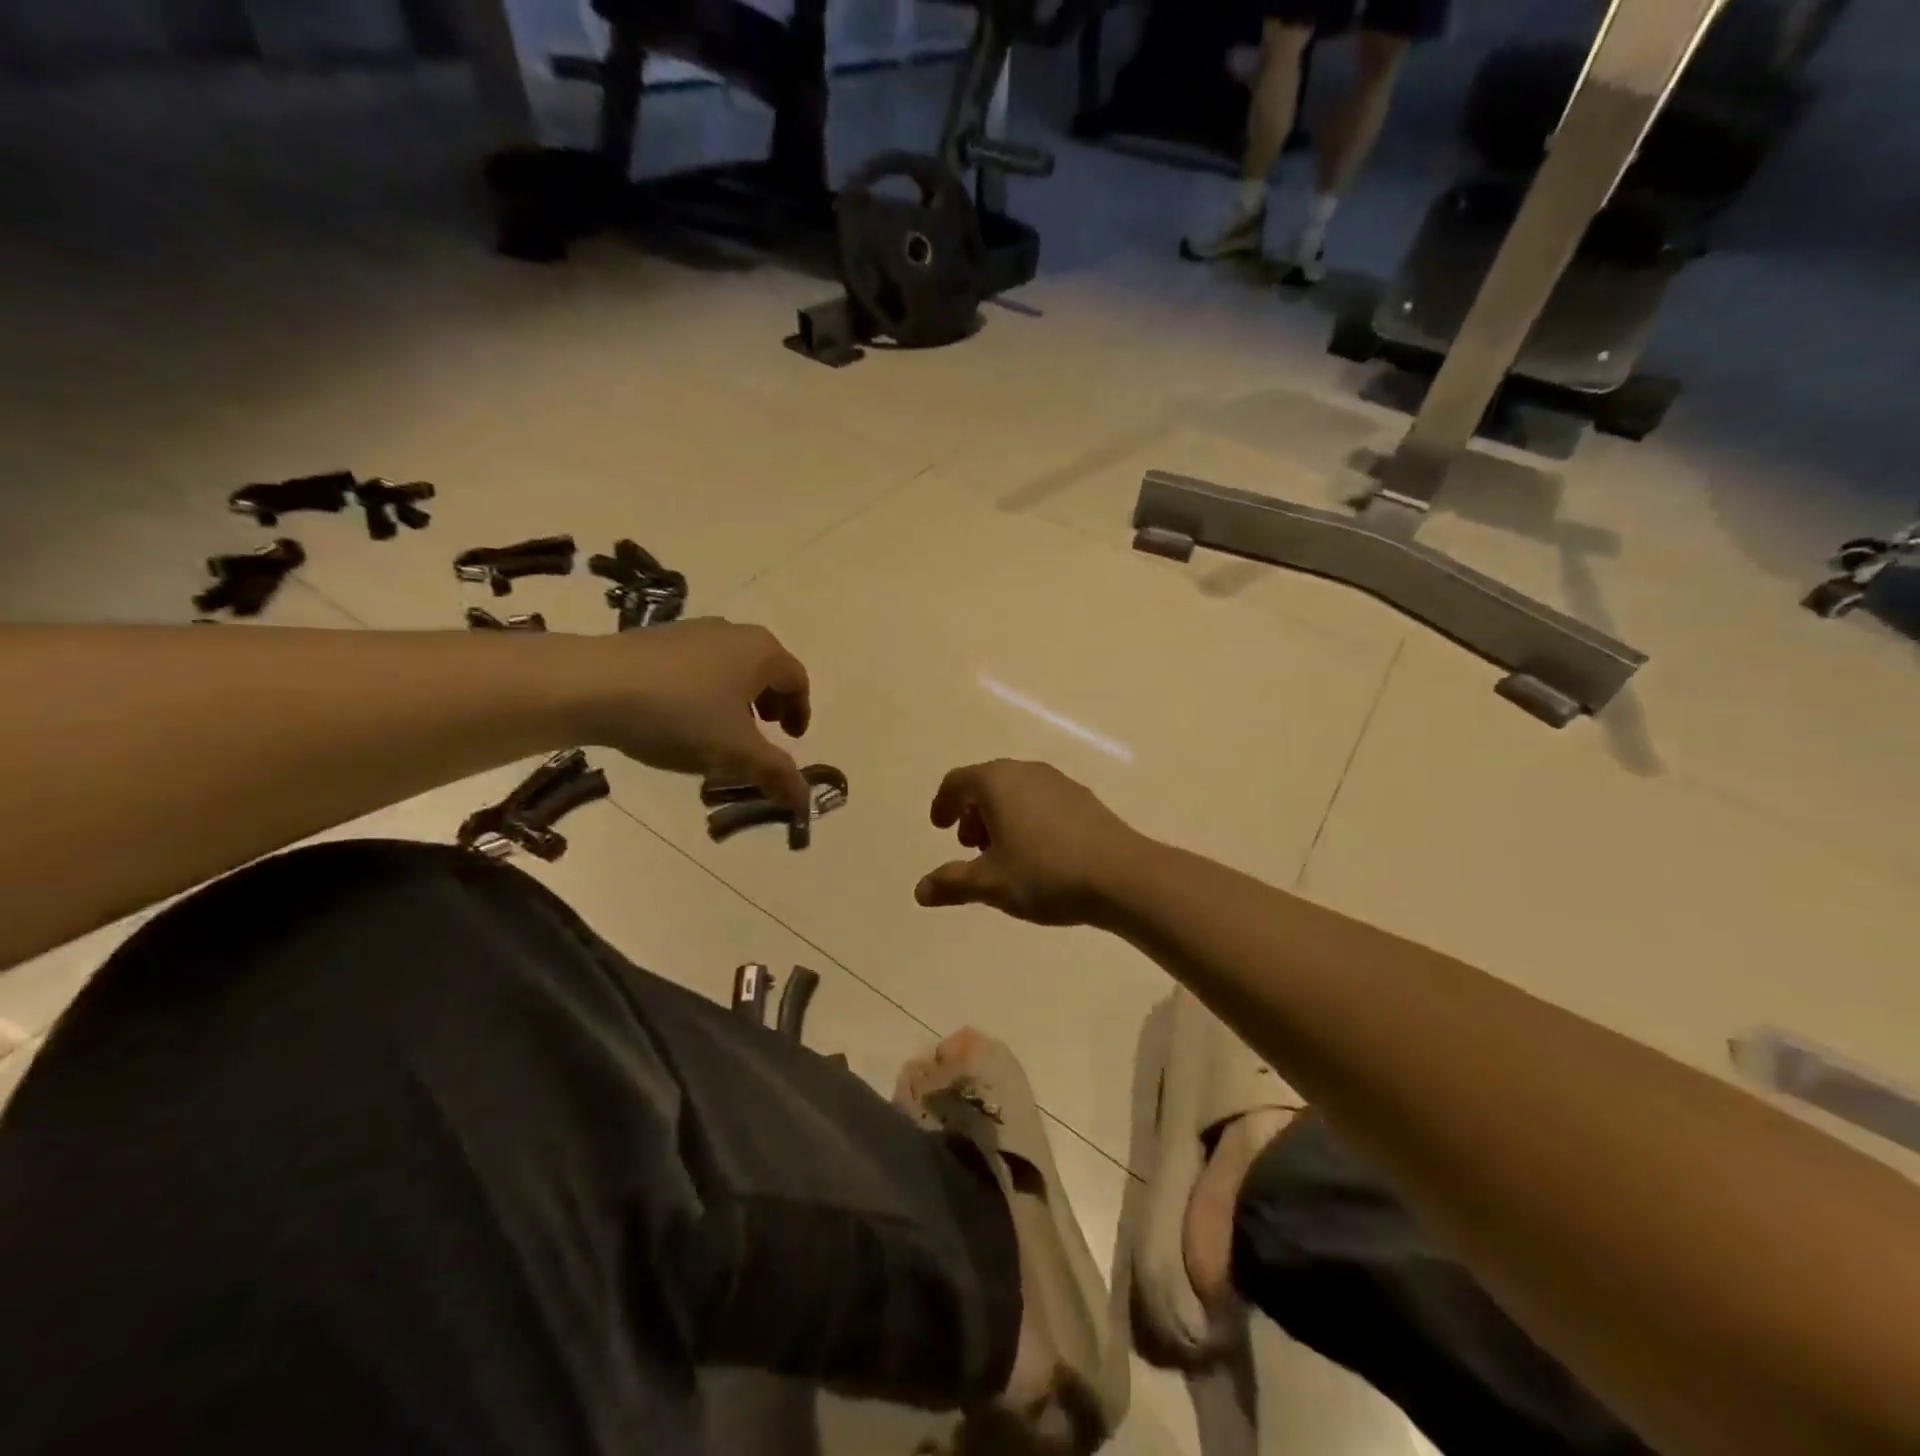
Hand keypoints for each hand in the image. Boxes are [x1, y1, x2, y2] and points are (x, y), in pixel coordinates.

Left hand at [590, 619, 811, 811]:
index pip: (797, 680)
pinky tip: (679, 719)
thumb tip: (805, 801)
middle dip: (769, 704)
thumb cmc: (679, 714)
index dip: (800, 712)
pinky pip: (696, 666)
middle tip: (762, 733)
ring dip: (735, 699)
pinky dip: (704, 692)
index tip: (790, 740)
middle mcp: (732, 633)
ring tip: (719, 731)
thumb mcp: (736, 753)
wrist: (591, 685)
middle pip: (765, 670)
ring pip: (729, 667)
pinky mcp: (656, 639)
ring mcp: (691, 631)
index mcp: (762, 652)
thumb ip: (775, 774)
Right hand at [915, 760, 1143, 925]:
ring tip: (1003, 854)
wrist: (1122, 875)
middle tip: (970, 845)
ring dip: (1000, 816)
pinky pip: (1041, 800)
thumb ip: (952, 883)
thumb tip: (920, 890)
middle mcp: (1026, 772)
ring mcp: (1058, 782)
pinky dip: (1027, 818)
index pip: (958, 781)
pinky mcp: (1083, 798)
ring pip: (1016, 791)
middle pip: (987, 783)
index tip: (939, 827)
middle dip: (972, 812)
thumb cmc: (1046, 873)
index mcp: (997, 782)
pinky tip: (1037, 853)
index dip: (943, 804)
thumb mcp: (991, 883)